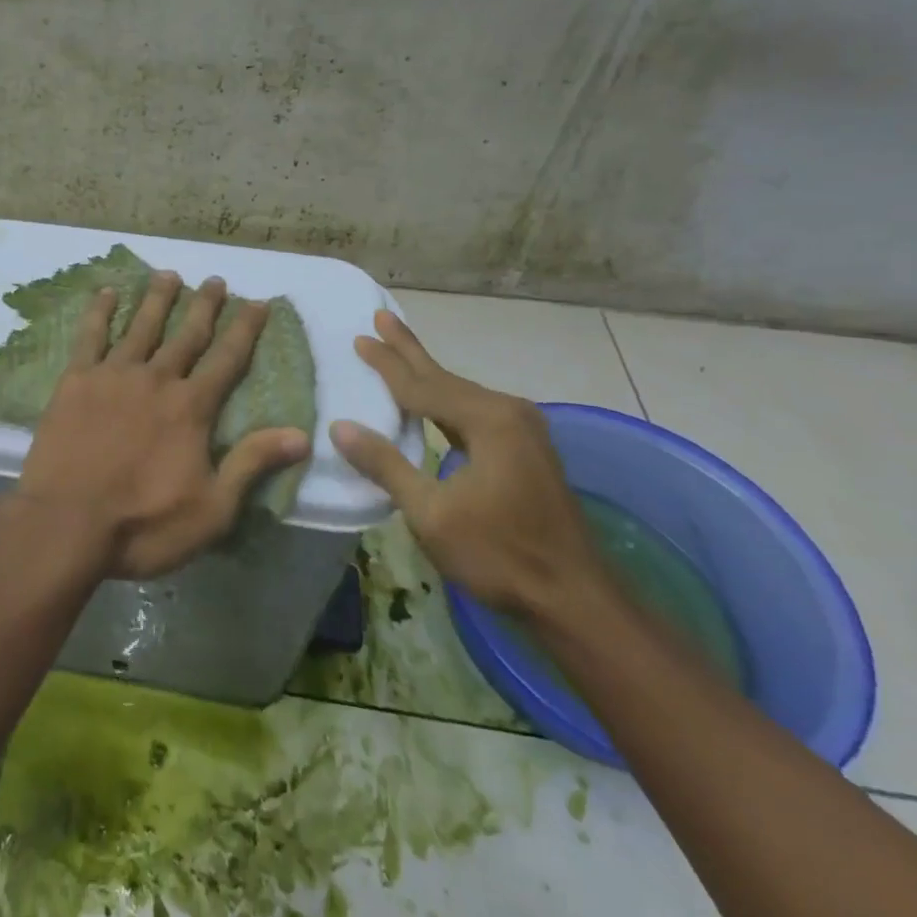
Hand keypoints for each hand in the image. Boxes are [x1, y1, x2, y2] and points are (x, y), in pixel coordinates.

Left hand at [11, 271, 309, 578]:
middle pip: (186, 334)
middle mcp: (156, 379)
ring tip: (168, 275)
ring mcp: (112, 375)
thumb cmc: (143, 524)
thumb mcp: (212, 509)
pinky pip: (90, 336)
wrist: (65, 523)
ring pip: (141, 326)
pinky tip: (107, 292)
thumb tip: (300, 434)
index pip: (226, 359)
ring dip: (157, 299)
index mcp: (191, 408)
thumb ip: (252, 464)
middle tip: (215, 280)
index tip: (257, 302)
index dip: (245, 329)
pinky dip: (100, 312)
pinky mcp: (75, 381)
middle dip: (204, 305)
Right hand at [328, 311, 603, 616]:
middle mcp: (508, 413)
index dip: (387, 364)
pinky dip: (445, 400)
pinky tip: (432, 400)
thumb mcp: (431, 513)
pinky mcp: (525, 450)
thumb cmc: (500, 555)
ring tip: (399, 350)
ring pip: (460, 393)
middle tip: (382, 316)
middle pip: (444, 377)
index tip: (358, 338)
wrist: (576, 600)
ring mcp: (522, 431)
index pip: (422, 386)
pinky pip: (473, 411)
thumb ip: (386, 465)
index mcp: (487, 420)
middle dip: (409, 350)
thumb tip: (339, 426)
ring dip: (426, 374)